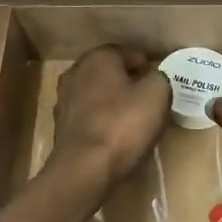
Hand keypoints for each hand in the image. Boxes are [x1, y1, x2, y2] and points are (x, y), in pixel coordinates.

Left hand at [50, 45, 171, 188]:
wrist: (84, 169)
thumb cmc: (123, 125)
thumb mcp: (157, 95)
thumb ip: (159, 78)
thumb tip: (154, 77)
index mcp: (98, 58)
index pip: (129, 53)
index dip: (148, 67)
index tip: (161, 84)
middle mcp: (76, 72)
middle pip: (110, 73)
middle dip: (129, 83)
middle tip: (150, 101)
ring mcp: (64, 99)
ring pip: (97, 95)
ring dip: (113, 103)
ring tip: (133, 120)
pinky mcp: (61, 126)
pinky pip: (89, 116)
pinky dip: (102, 121)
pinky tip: (114, 135)